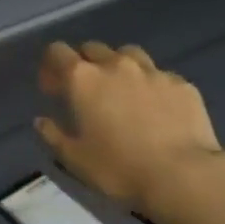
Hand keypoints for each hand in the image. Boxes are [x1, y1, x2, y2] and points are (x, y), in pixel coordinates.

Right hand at [35, 41, 224, 219]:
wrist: (183, 175)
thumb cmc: (119, 168)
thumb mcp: (75, 159)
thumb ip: (53, 135)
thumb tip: (41, 121)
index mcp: (83, 79)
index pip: (57, 52)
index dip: (51, 67)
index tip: (53, 90)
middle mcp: (116, 65)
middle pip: (92, 48)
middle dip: (84, 64)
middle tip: (86, 92)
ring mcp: (152, 71)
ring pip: (128, 54)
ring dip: (118, 66)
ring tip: (122, 92)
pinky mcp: (181, 83)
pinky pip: (159, 75)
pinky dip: (151, 85)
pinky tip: (156, 109)